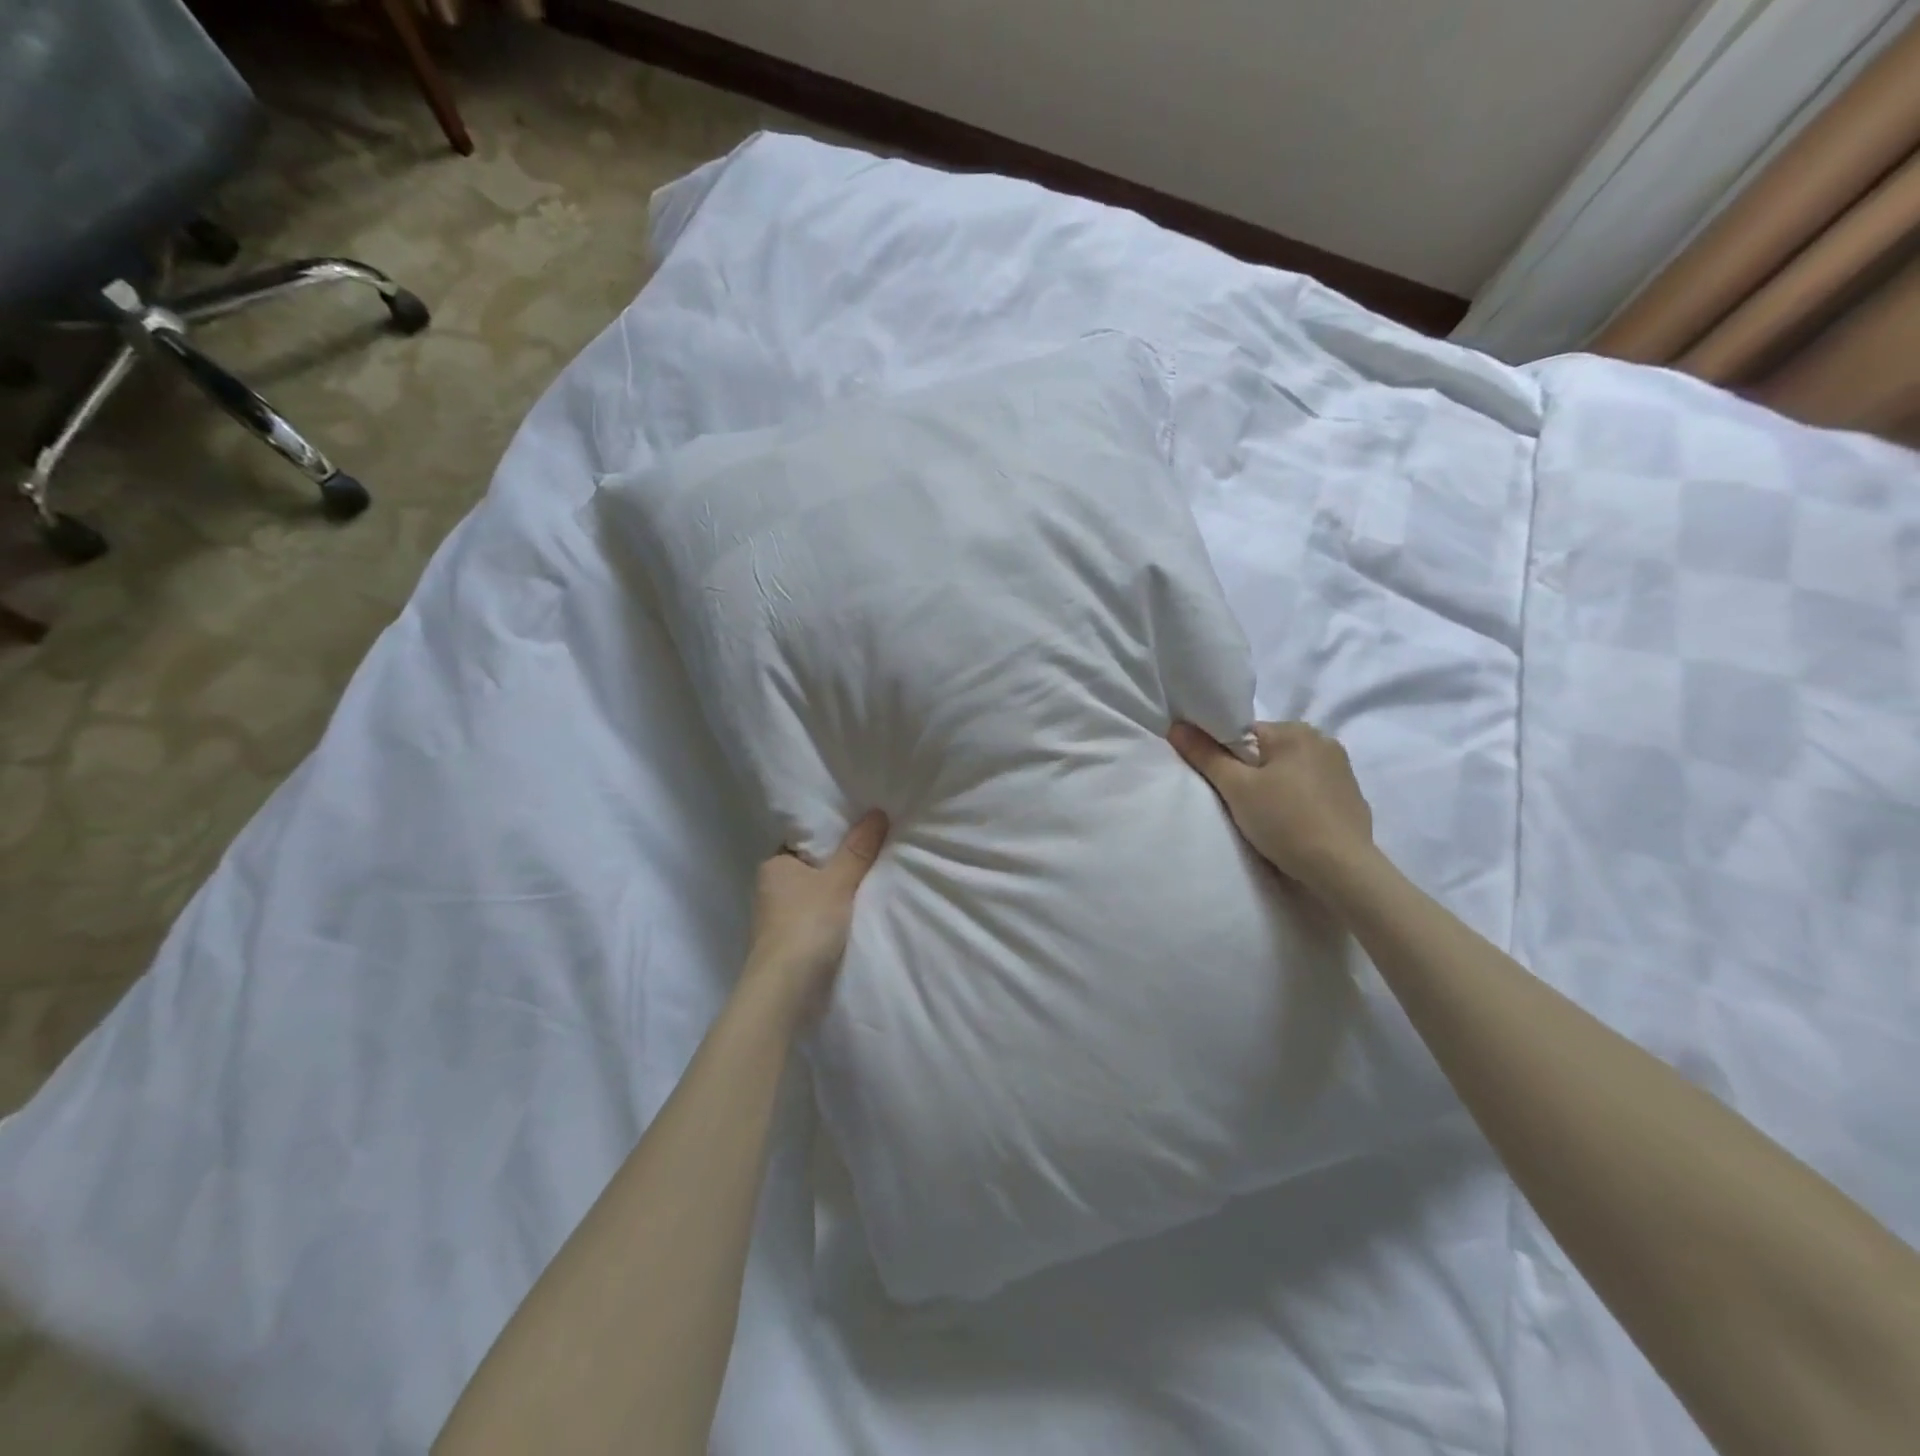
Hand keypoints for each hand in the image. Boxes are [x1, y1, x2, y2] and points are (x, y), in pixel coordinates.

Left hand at [741, 811, 888, 1020]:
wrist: (786, 991)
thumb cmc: (806, 925)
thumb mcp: (838, 882)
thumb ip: (857, 850)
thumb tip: (877, 813)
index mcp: (774, 865)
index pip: (805, 840)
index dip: (832, 834)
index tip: (862, 828)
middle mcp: (771, 888)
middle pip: (813, 867)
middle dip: (840, 864)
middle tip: (877, 850)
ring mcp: (779, 919)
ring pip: (817, 895)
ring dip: (839, 893)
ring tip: (876, 879)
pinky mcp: (790, 944)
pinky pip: (819, 919)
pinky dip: (836, 916)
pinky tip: (860, 913)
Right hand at [1170, 721, 1374, 899]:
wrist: (1342, 868)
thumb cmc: (1284, 820)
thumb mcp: (1236, 788)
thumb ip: (1205, 755)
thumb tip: (1177, 727)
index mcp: (1295, 730)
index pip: (1245, 732)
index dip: (1226, 756)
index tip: (1223, 783)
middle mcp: (1323, 740)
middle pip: (1269, 750)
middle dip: (1253, 772)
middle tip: (1241, 803)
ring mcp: (1342, 768)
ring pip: (1291, 769)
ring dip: (1276, 785)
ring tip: (1267, 816)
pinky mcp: (1351, 795)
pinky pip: (1312, 788)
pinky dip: (1298, 799)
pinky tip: (1293, 823)